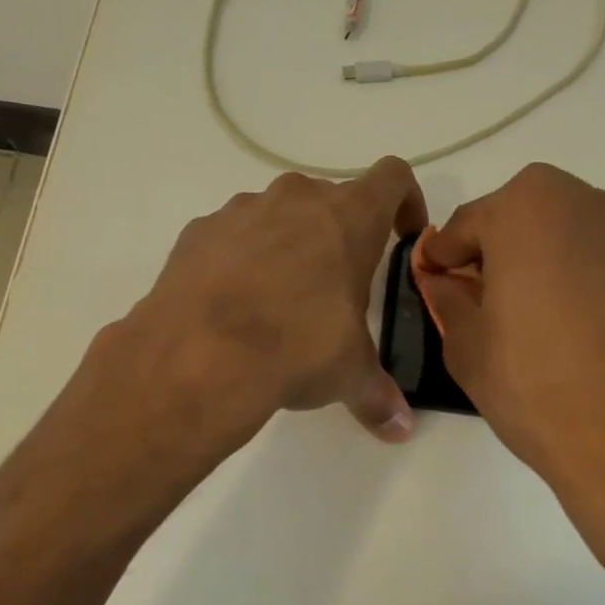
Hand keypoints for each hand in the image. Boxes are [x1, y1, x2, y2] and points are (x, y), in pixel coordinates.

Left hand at [117, 157, 427, 450]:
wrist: (199, 354)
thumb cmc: (297, 346)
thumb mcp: (348, 372)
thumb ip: (378, 393)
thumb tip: (401, 427)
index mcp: (349, 217)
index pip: (393, 178)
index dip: (405, 201)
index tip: (403, 234)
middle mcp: (298, 198)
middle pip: (332, 199)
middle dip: (339, 234)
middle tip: (337, 286)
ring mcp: (244, 209)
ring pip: (279, 214)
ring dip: (288, 243)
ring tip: (280, 298)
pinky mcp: (200, 230)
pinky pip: (233, 234)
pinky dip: (240, 257)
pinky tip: (233, 302)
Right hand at [413, 164, 604, 591]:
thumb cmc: (532, 382)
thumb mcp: (465, 341)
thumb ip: (446, 296)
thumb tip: (441, 279)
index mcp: (526, 207)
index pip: (464, 225)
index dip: (442, 259)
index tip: (431, 285)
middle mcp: (579, 202)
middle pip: (513, 217)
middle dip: (488, 251)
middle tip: (472, 299)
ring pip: (553, 233)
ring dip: (527, 260)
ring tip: (514, 314)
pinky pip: (585, 256)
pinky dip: (563, 275)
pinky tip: (555, 323)